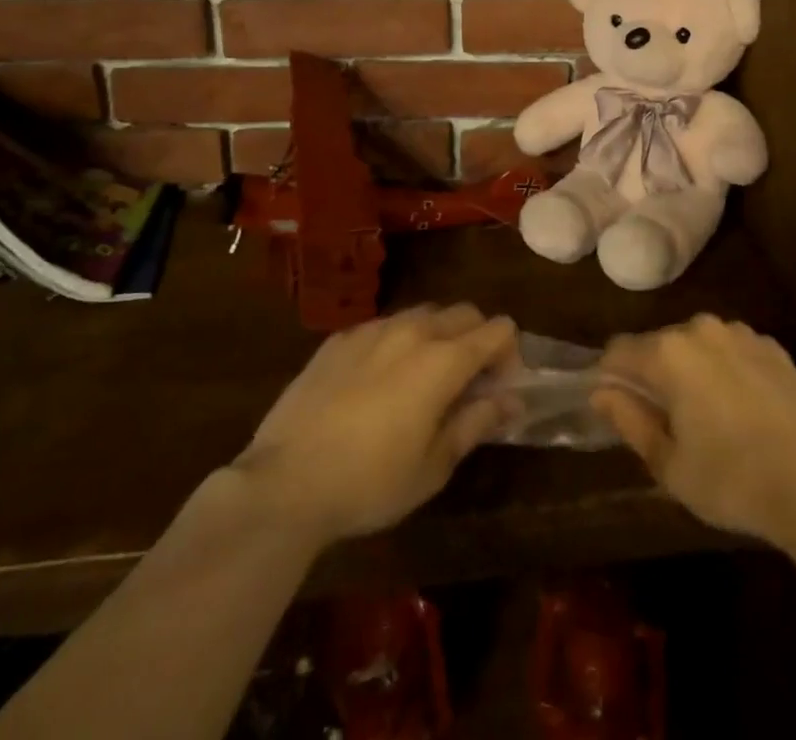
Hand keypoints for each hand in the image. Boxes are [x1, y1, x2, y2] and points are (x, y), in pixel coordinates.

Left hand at [230, 305, 517, 548]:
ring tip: (421, 380)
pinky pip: (382, 327)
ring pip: (422, 314)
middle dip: (477, 339)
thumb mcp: (434, 466)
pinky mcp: (338, 340)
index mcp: (444, 359)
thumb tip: (511, 401)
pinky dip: (395, 344)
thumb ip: (476, 423)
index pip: (498, 329)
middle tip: (466, 383)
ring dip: (437, 336)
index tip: (497, 389)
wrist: (284, 484)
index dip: (508, 355)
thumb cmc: (370, 483)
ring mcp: (372, 330)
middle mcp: (413, 330)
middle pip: (464, 312)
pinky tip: (376, 383)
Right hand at [594, 315, 795, 548]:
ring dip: (690, 369)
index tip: (616, 408)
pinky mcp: (772, 346)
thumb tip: (601, 392)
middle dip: (652, 374)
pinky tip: (741, 409)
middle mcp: (700, 328)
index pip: (618, 351)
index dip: (609, 378)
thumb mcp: (669, 465)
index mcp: (668, 353)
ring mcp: (740, 333)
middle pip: (658, 344)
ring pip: (696, 344)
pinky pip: (731, 350)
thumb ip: (629, 420)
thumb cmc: (732, 480)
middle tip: (663, 421)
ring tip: (705, 416)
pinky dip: (724, 370)